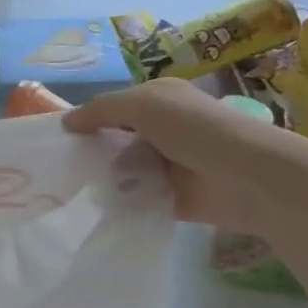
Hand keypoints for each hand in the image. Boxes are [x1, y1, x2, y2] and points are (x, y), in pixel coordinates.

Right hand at [62, 79, 307, 235]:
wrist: (251, 177)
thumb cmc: (197, 130)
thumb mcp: (143, 105)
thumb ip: (101, 110)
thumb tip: (66, 123)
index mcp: (159, 100)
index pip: (113, 107)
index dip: (87, 119)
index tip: (56, 138)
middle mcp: (163, 130)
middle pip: (115, 140)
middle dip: (91, 151)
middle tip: (59, 168)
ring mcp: (167, 165)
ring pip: (123, 170)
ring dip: (104, 178)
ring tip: (72, 190)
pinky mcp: (172, 198)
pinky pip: (136, 199)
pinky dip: (120, 202)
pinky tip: (95, 207)